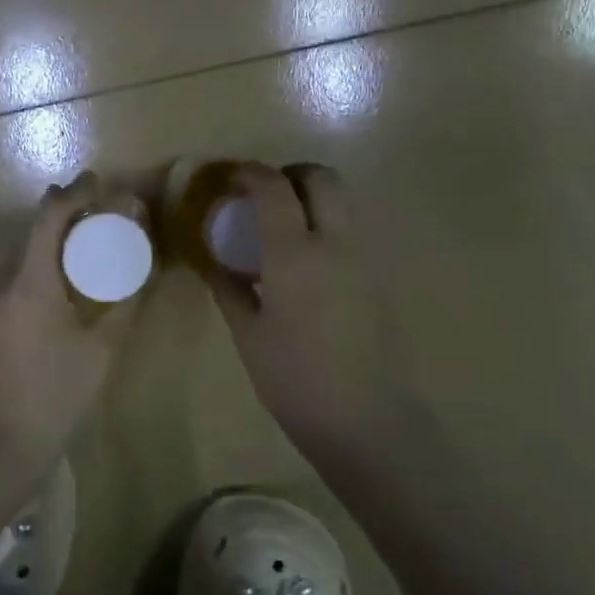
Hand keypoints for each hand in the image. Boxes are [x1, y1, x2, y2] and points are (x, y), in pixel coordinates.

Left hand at [0, 173, 143, 462]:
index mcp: (30, 283)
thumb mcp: (102, 350)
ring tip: (84, 247)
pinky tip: (60, 286)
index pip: (48, 218)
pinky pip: (13, 279)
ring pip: (21, 256)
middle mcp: (2, 283)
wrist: (3, 443)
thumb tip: (142, 272)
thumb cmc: (58, 395)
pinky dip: (38, 267)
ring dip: (50, 243)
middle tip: (99, 215)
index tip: (97, 182)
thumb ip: (124, 305)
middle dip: (64, 215)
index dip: (73, 193)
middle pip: (31, 233)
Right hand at [205, 163, 404, 453]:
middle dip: (290, 174)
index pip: (274, 189)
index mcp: (295, 255)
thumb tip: (217, 264)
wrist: (365, 420)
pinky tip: (302, 264)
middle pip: (322, 178)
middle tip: (263, 195)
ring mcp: (362, 260)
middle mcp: (335, 244)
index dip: (250, 174)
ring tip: (281, 228)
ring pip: (342, 202)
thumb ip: (230, 289)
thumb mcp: (248, 334)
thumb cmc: (294, 379)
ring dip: (311, 198)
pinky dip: (325, 227)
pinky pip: (349, 233)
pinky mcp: (377, 279)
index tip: (230, 178)